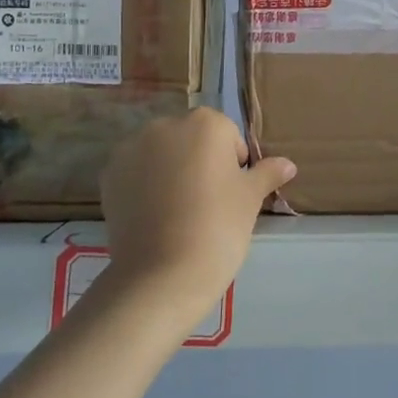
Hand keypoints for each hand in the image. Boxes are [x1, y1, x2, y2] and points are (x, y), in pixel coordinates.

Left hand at [96, 108, 296, 327]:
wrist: (162, 274)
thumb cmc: (218, 227)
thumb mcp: (250, 199)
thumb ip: (267, 174)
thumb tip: (288, 164)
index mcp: (205, 123)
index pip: (227, 135)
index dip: (233, 164)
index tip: (231, 195)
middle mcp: (165, 125)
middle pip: (191, 139)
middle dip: (199, 162)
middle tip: (207, 204)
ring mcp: (132, 149)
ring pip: (161, 154)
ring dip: (169, 171)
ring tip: (178, 213)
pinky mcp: (109, 175)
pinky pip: (135, 172)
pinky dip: (144, 186)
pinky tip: (153, 217)